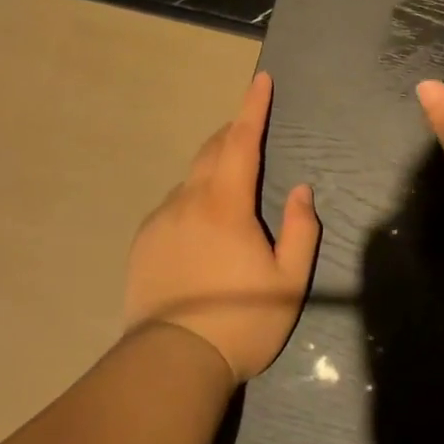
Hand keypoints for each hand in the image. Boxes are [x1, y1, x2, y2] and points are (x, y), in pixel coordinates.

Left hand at [123, 73, 319, 382]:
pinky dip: (192, 200)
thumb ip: (300, 230)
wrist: (171, 364)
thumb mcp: (289, 282)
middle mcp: (189, 200)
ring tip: (229, 190)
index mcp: (226, 204)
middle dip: (233, 133)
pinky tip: (199, 230)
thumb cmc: (241, 321)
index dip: (253, 107)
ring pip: (191, 179)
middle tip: (249, 130)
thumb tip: (300, 190)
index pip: (242, 141)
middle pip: (213, 150)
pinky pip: (173, 206)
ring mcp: (161, 219)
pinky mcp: (143, 241)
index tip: (260, 79)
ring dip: (212, 170)